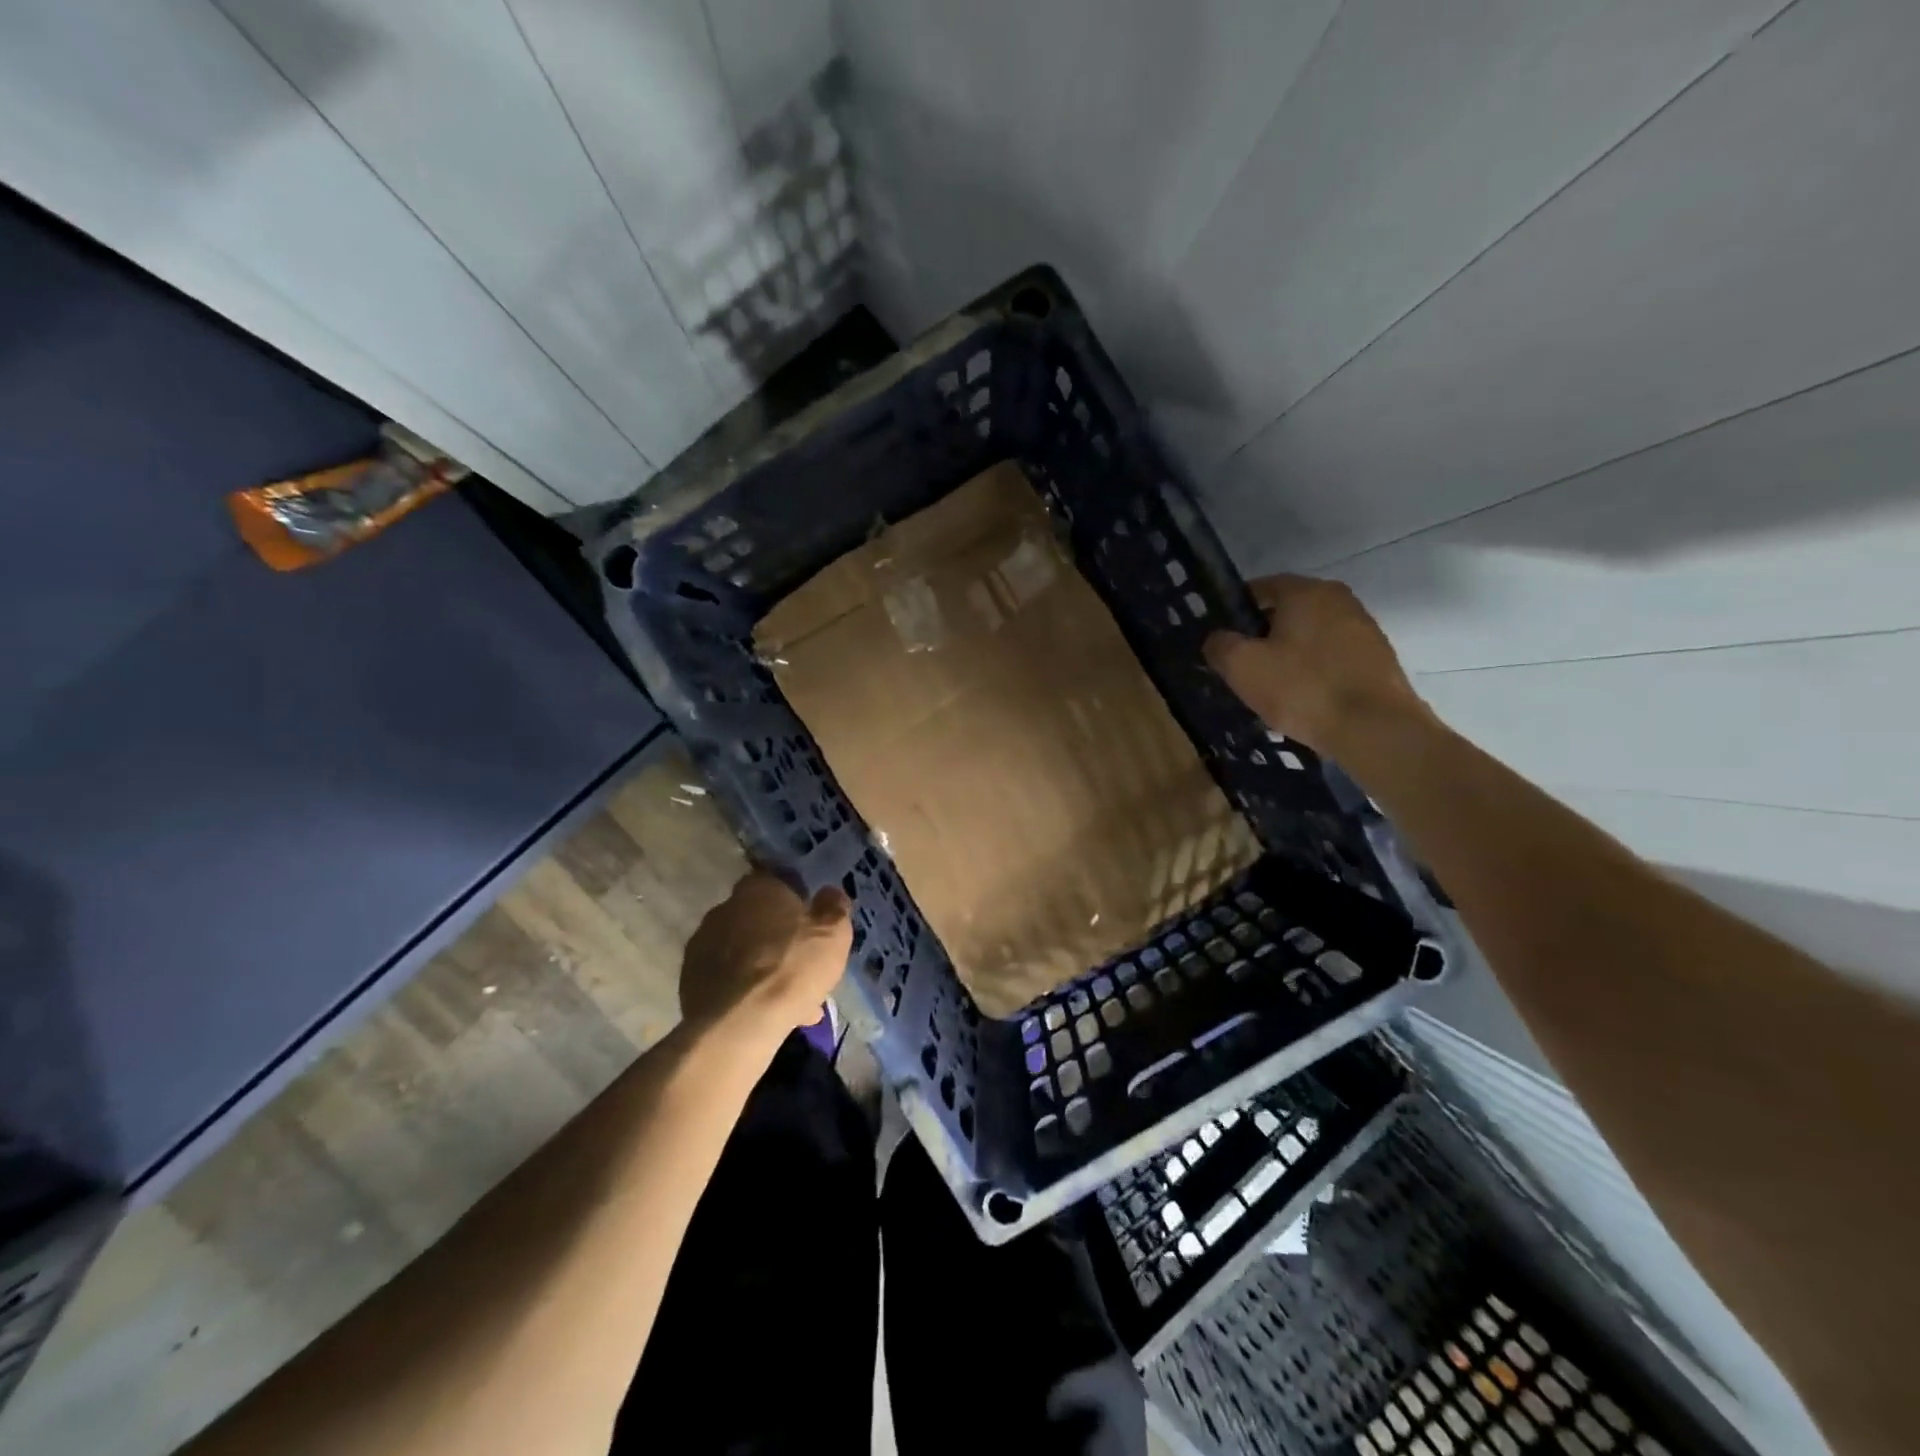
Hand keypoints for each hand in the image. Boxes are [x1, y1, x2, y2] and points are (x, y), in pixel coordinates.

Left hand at [679, 872, 851, 1040]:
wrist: (737, 1023)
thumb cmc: (792, 966)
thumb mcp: (833, 934)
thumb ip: (834, 908)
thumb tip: (829, 893)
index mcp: (759, 888)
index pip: (778, 880)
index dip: (797, 898)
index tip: (811, 919)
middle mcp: (725, 907)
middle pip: (760, 917)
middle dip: (780, 937)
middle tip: (803, 962)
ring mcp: (703, 943)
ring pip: (744, 951)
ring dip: (765, 966)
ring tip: (791, 999)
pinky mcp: (690, 979)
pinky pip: (728, 977)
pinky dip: (746, 989)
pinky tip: (767, 1012)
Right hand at [1203, 574, 1429, 755]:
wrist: (1374, 729)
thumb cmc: (1302, 688)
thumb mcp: (1242, 667)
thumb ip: (1220, 645)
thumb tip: (1217, 638)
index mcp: (1306, 591)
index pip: (1260, 588)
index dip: (1236, 611)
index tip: (1222, 639)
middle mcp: (1339, 599)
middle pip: (1288, 612)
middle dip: (1263, 635)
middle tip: (1243, 667)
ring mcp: (1364, 628)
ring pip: (1311, 636)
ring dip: (1290, 655)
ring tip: (1273, 688)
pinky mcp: (1378, 658)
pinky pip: (1333, 658)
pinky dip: (1315, 671)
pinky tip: (1304, 699)